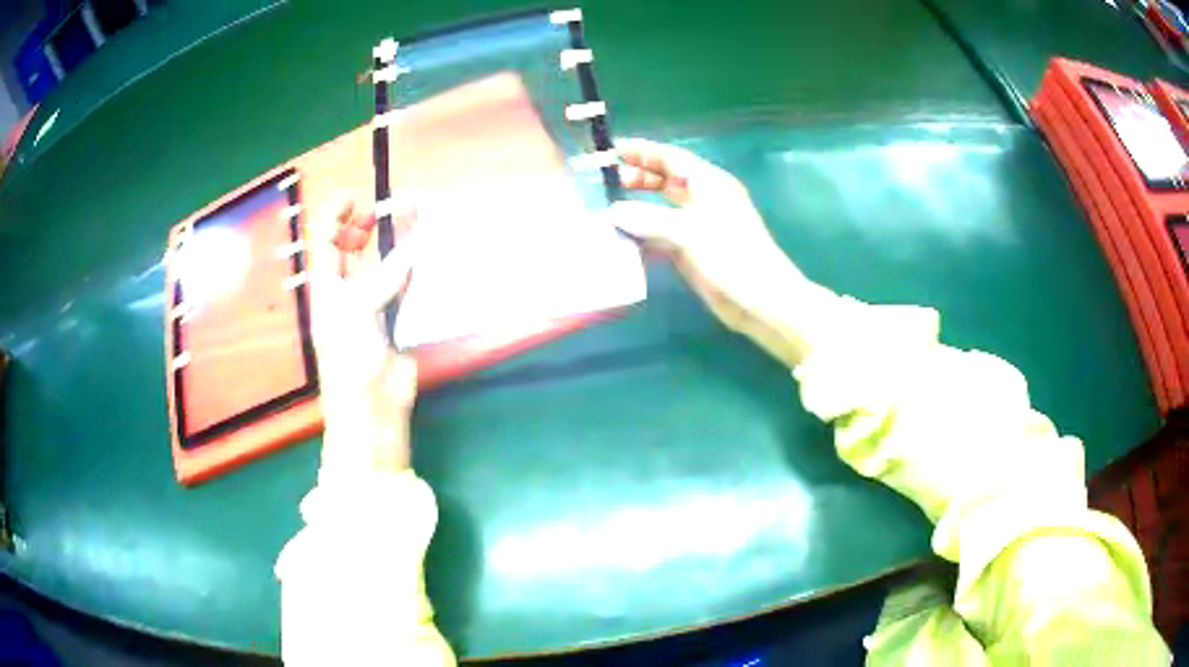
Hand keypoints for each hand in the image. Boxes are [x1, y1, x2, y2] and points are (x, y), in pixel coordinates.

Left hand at [307, 195, 417, 471]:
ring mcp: (372, 304)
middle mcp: (347, 292)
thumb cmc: (350, 361)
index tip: (354, 195)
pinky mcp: (396, 318)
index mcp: (326, 289)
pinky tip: (424, 251)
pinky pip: (403, 284)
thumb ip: (382, 279)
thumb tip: (411, 252)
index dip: (335, 217)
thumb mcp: (356, 313)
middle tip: (392, 204)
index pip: (325, 243)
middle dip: (368, 223)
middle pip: (353, 248)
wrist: (371, 407)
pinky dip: (413, 266)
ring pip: (383, 263)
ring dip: (396, 241)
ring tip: (415, 216)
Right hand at [612, 138, 835, 365]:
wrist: (759, 300)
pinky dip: (644, 234)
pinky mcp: (693, 251)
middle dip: (638, 177)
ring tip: (607, 209)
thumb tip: (614, 211)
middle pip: (666, 180)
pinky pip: (662, 235)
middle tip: (606, 182)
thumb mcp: (688, 231)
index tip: (612, 151)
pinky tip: (622, 240)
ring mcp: (698, 226)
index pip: (671, 158)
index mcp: (708, 183)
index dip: (643, 151)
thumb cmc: (731, 255)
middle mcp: (703, 199)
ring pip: (662, 208)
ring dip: (638, 207)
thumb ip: (648, 218)